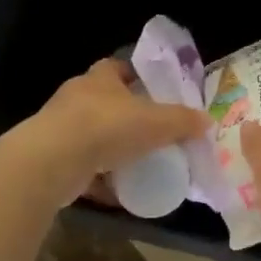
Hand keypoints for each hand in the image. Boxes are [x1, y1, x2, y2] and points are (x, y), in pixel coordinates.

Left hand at [18, 59, 209, 205]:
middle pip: (105, 102)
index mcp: (99, 78)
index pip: (118, 67)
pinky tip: (118, 193)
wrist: (53, 161)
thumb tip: (207, 121)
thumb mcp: (156, 121)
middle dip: (126, 116)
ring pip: (92, 135)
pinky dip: (100, 179)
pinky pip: (83, 168)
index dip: (136, 76)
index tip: (154, 91)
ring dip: (111, 148)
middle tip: (151, 132)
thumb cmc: (107, 126)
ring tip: (137, 163)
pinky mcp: (53, 159)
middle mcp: (77, 98)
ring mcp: (61, 129)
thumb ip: (182, 121)